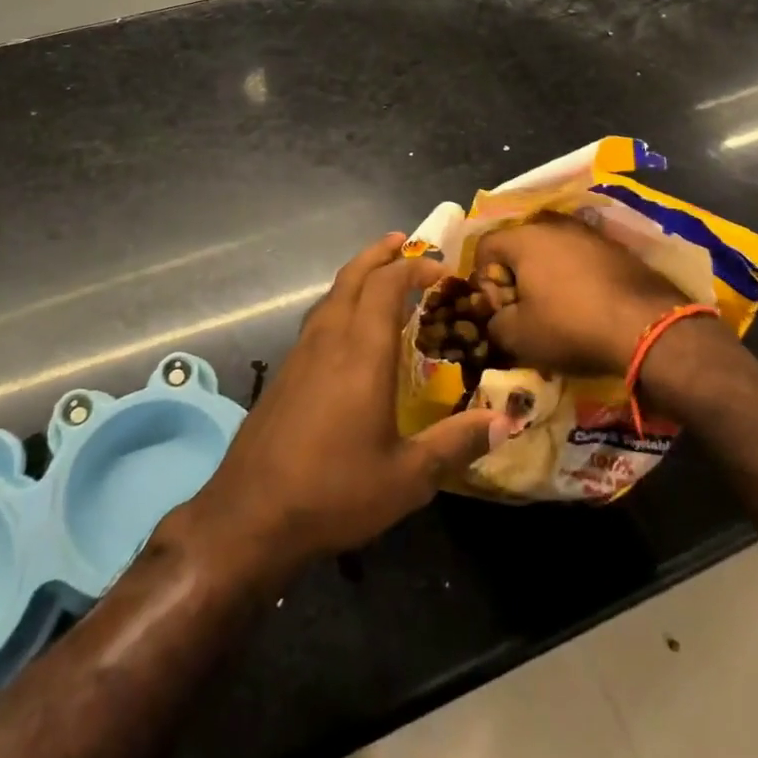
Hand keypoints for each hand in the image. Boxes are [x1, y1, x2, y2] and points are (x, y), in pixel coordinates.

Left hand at [186, 234, 502, 578]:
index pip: (386, 286)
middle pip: (352, 277)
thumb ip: (456, 443)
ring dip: (357, 275)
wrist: (250, 514)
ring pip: (330, 295)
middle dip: (379, 255)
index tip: (441, 269)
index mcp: (362, 353)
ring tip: (379, 274)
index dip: (413, 269)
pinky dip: (340, 302)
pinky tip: (348, 327)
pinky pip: (317, 318)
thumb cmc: (334, 492)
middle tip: (403, 242)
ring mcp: (300, 354)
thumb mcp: (407, 477)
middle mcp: (329, 340)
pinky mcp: (284, 372)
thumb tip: (507, 421)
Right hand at [473, 212, 691, 374]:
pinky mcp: (617, 249)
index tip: (498, 309)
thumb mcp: (517, 336)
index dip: (483, 280)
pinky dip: (576, 278)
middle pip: (519, 246)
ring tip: (556, 310)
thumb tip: (497, 318)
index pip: (485, 247)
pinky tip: (586, 306)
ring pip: (552, 251)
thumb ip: (493, 323)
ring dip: (546, 276)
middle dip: (515, 277)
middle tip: (524, 310)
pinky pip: (581, 259)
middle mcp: (554, 225)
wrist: (648, 327)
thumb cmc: (570, 326)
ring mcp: (589, 234)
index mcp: (524, 237)